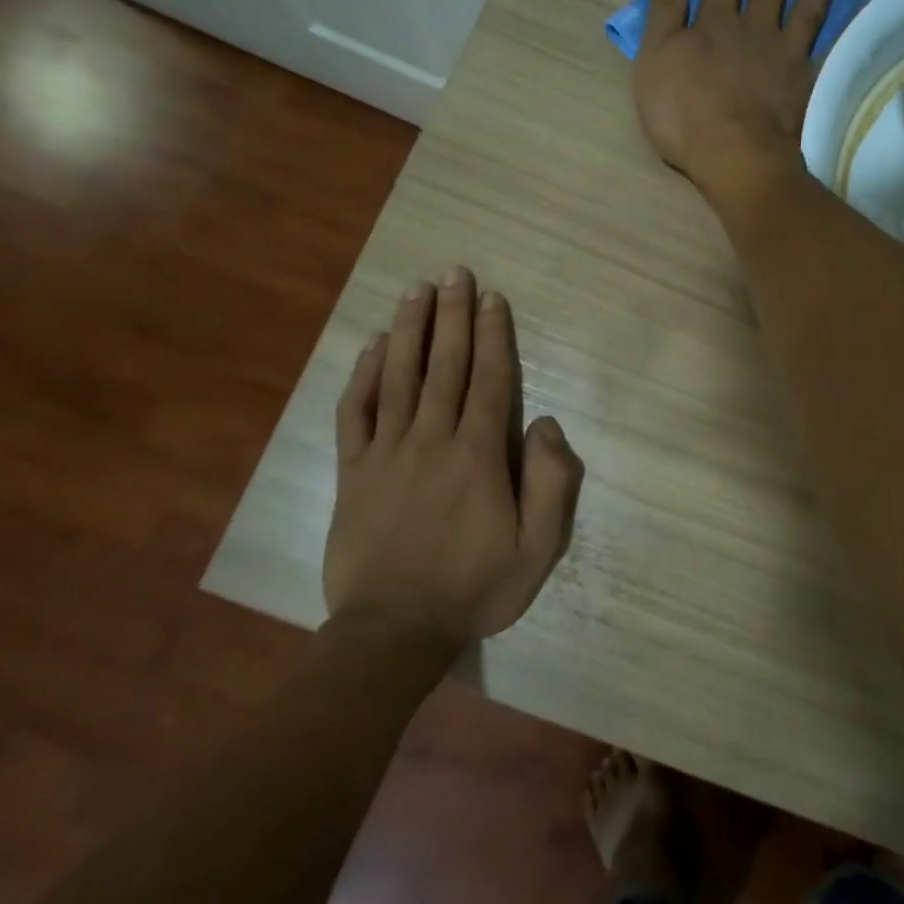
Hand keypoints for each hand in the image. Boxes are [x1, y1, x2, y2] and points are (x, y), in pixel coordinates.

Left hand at [325, 266, 583, 649]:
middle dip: (452, 315)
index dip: (492, 335)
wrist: (394, 631)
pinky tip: (371, 347)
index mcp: (478, 455)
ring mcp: (386, 453)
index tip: (492, 298)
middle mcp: (431, 439)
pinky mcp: (352, 471)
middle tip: (454, 272)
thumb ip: (551, 482)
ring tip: (416, 291)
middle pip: (444, 365)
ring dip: (409, 330)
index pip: (489, 380)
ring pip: (399, 377)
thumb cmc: (474, 588)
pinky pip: (355, 413)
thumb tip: (544, 423)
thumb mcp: (538, 548)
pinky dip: (362, 376)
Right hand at [633, 0, 844, 195]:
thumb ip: (662, 18)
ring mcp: (782, 53)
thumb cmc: (684, 114)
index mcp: (712, 22)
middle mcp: (752, 27)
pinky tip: (849, 3)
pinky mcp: (803, 79)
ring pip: (802, 2)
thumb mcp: (653, 64)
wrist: (735, 155)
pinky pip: (823, 40)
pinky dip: (835, 18)